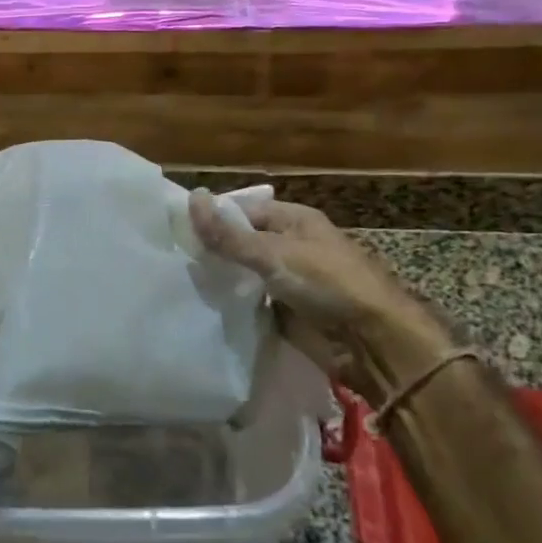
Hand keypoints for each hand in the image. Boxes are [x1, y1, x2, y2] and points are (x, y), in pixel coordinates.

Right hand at [189, 190, 455, 404]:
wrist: (373, 343)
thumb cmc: (328, 284)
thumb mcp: (275, 254)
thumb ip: (230, 235)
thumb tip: (191, 199)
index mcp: (293, 221)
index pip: (242, 212)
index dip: (212, 218)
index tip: (173, 230)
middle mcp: (289, 247)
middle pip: (241, 244)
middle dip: (212, 252)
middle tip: (168, 259)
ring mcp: (288, 282)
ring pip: (244, 276)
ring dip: (220, 281)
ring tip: (175, 284)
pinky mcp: (285, 313)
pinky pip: (251, 304)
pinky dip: (232, 306)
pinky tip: (202, 308)